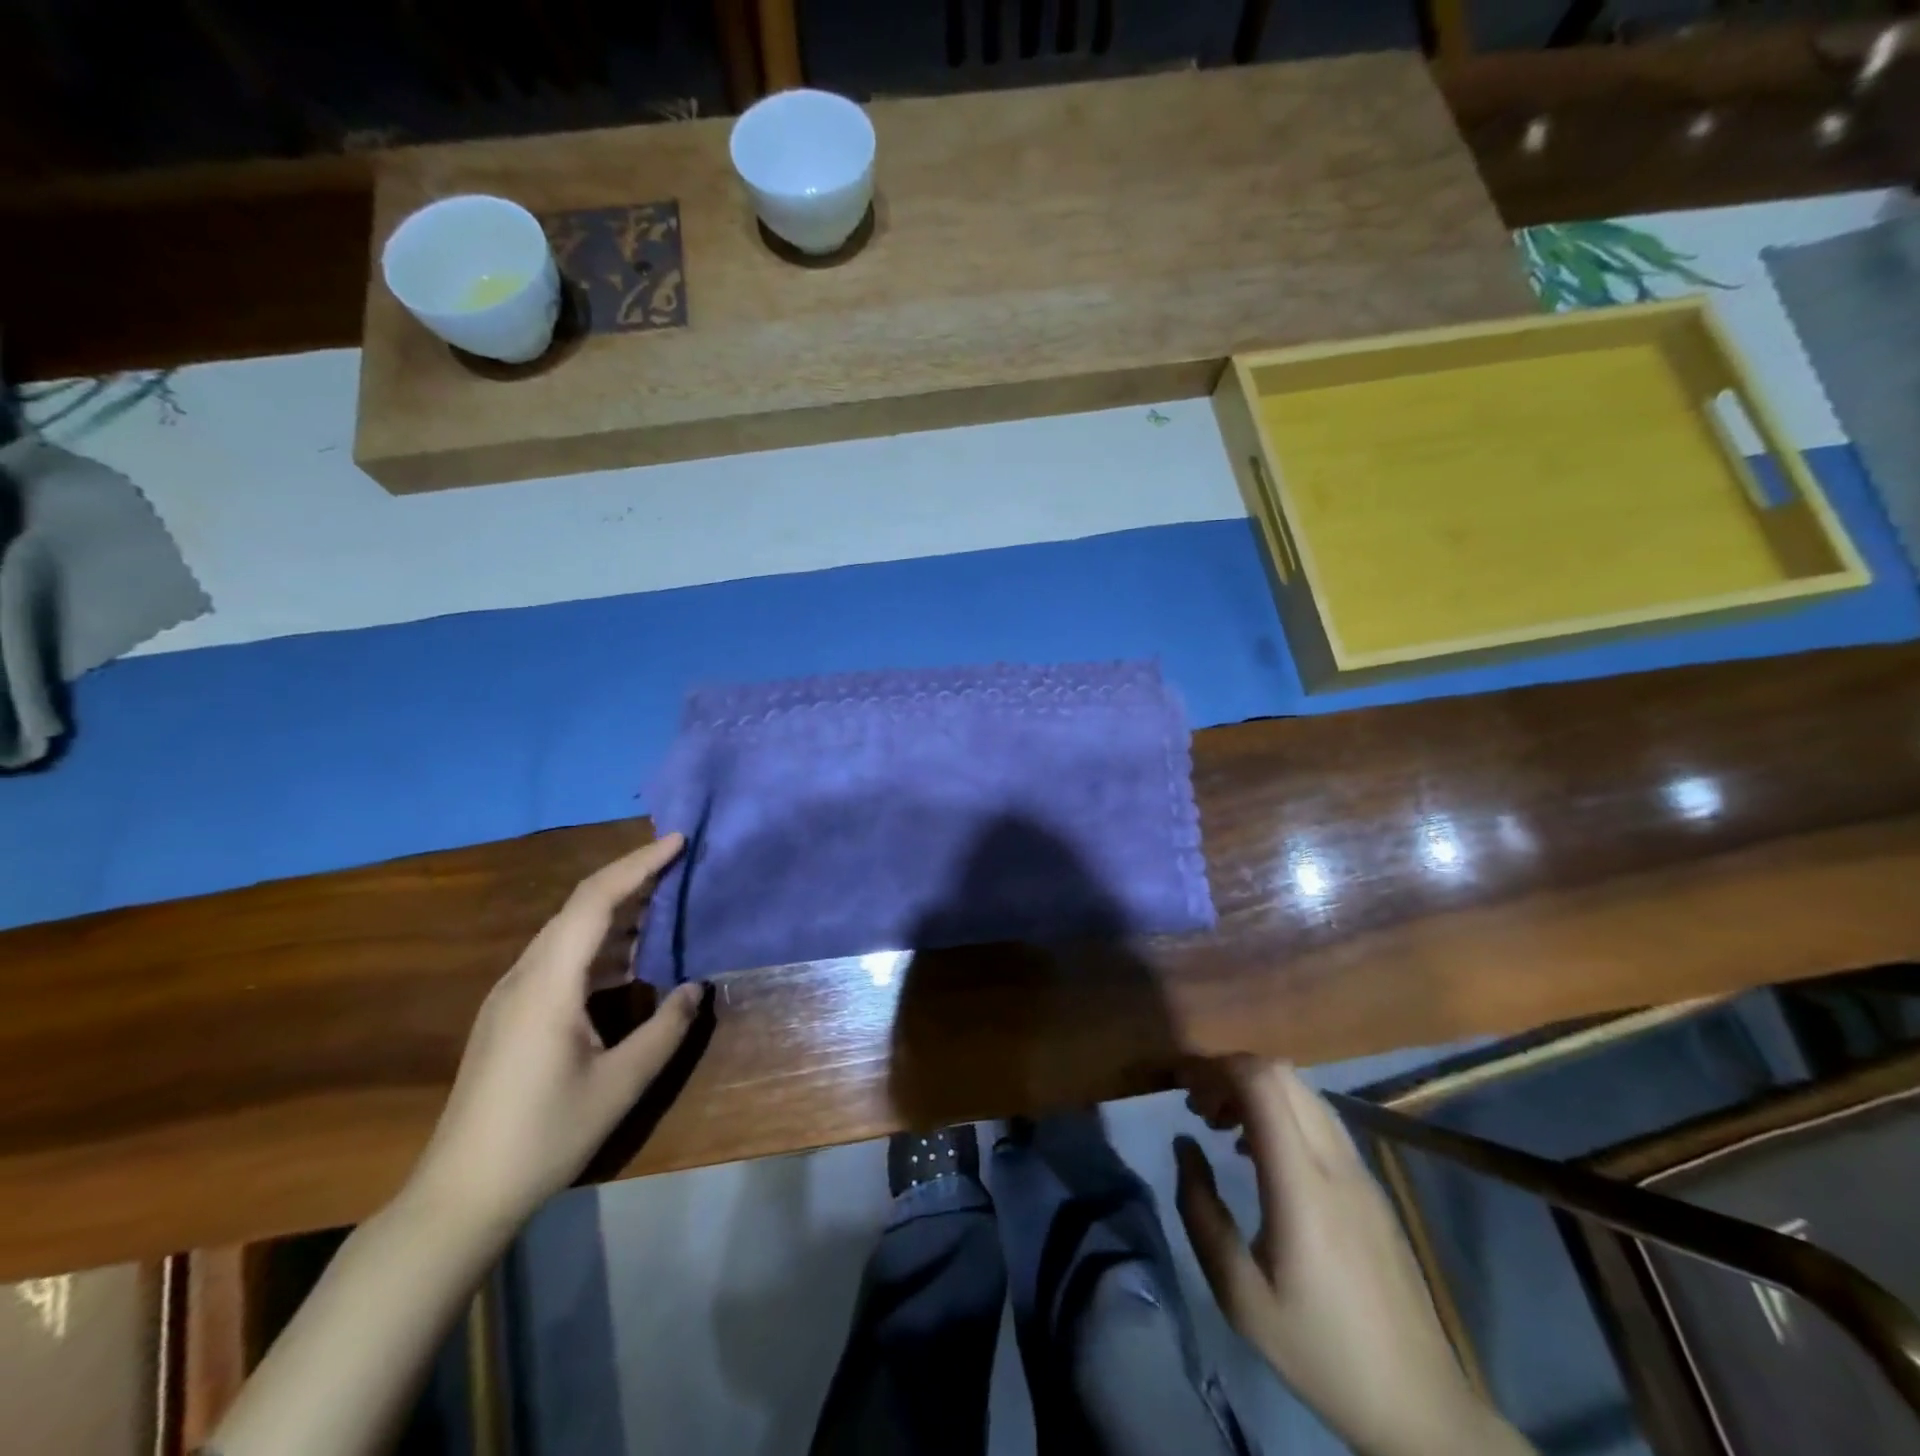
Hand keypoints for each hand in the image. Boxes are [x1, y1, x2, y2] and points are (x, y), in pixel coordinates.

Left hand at [406, 834, 704, 1235]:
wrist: (461, 1195)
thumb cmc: (544, 1136)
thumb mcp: (620, 1084)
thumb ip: (666, 1029)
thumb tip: (698, 986)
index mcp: (549, 983)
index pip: (596, 900)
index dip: (638, 864)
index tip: (678, 841)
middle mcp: (525, 976)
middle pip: (580, 906)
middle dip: (631, 878)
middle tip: (680, 865)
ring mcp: (512, 995)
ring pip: (569, 930)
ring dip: (617, 910)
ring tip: (664, 902)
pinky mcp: (511, 1014)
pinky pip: (561, 957)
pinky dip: (601, 942)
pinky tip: (629, 959)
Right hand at [1174, 1058, 1531, 1455]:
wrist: (1418, 1403)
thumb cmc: (1318, 1350)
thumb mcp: (1239, 1294)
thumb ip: (1201, 1210)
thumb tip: (1184, 1143)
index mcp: (1302, 1184)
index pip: (1262, 1082)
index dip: (1216, 1068)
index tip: (1182, 1086)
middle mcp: (1335, 1161)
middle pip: (1281, 1073)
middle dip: (1230, 1072)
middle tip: (1199, 1108)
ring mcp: (1360, 1169)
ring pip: (1303, 1090)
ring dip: (1256, 1089)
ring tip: (1223, 1126)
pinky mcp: (1371, 1184)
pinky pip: (1320, 1117)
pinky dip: (1281, 1110)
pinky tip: (1259, 1153)